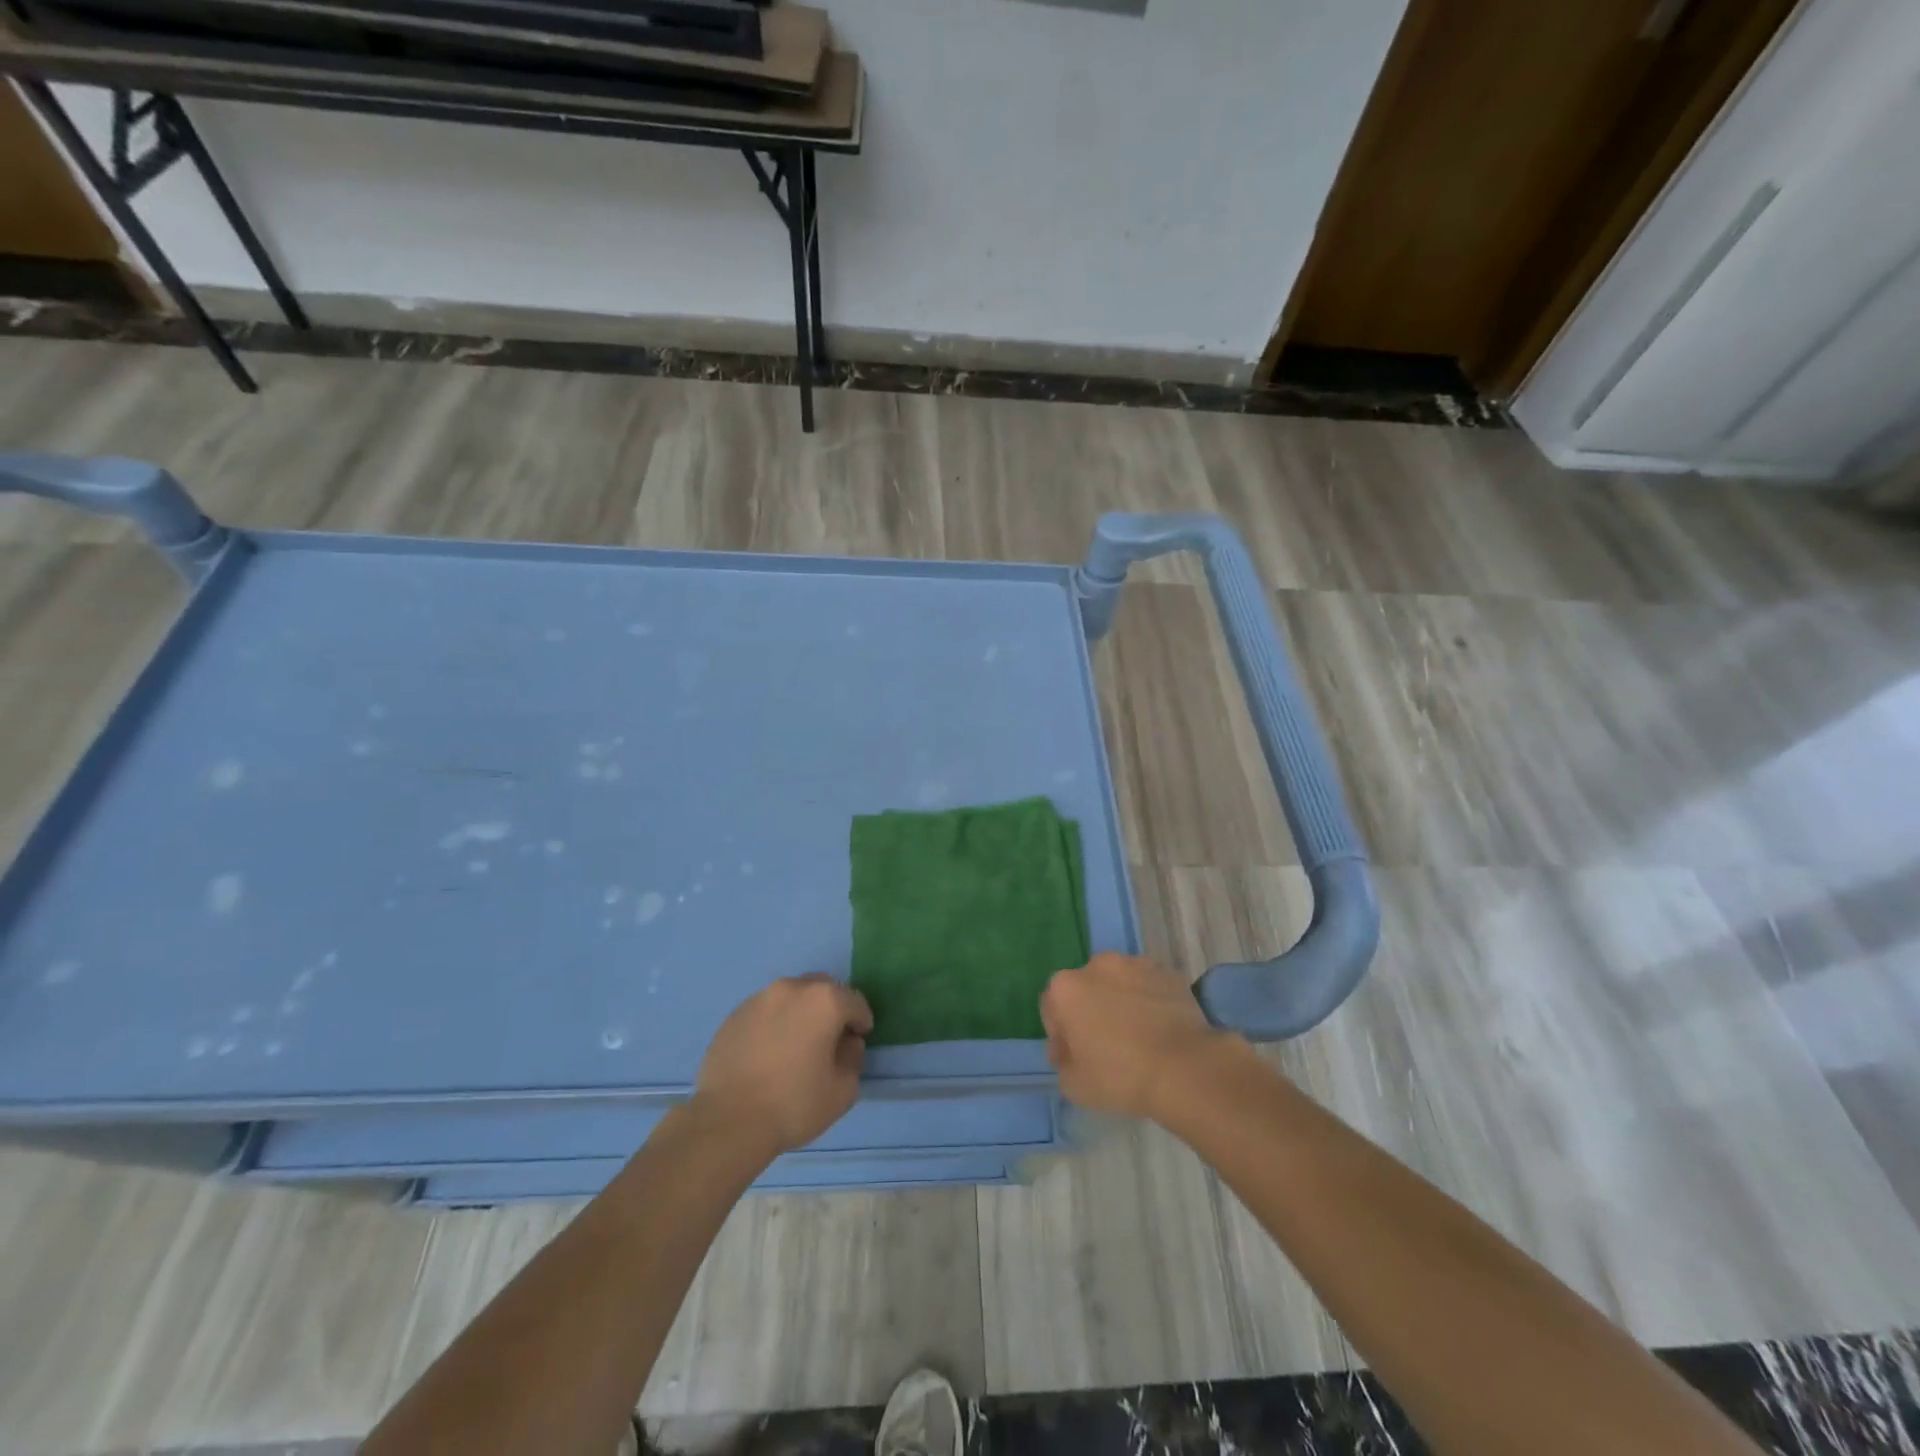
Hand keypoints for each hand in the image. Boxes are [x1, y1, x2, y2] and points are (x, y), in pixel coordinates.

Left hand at [693, 974, 872, 1154]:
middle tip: (828, 1040)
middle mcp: (792, 988)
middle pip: (822, 989)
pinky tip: (768, 1053)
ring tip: (795, 1046)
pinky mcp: (734, 1015)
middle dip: (831, 1009)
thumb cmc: (793, 1104)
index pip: (856, 1002)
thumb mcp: (842, 1091)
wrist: (727, 1121)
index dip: (861, 1023)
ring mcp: (759, 998)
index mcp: (825, 1000)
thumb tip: (846, 1045)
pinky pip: (765, 1012)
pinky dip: (774, 1024)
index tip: (856, 1043)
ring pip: (791, 997)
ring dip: (800, 1013)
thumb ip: (853, 1059)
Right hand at [1041, 953, 1236, 1120]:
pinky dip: (1149, 1000)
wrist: (1185, 1069)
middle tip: (1106, 1046)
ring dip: (1120, 1002)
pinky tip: (1159, 1029)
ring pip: (1118, 983)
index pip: (1051, 1009)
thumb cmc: (1120, 1076)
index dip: (1061, 1036)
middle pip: (1085, 990)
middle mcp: (1097, 966)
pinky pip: (1148, 986)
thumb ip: (1063, 1062)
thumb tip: (1070, 1051)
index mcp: (1065, 988)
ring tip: (1137, 1035)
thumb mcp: (1074, 1085)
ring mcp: (1135, 964)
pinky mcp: (1167, 972)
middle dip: (1090, 1011)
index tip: (1075, 1059)